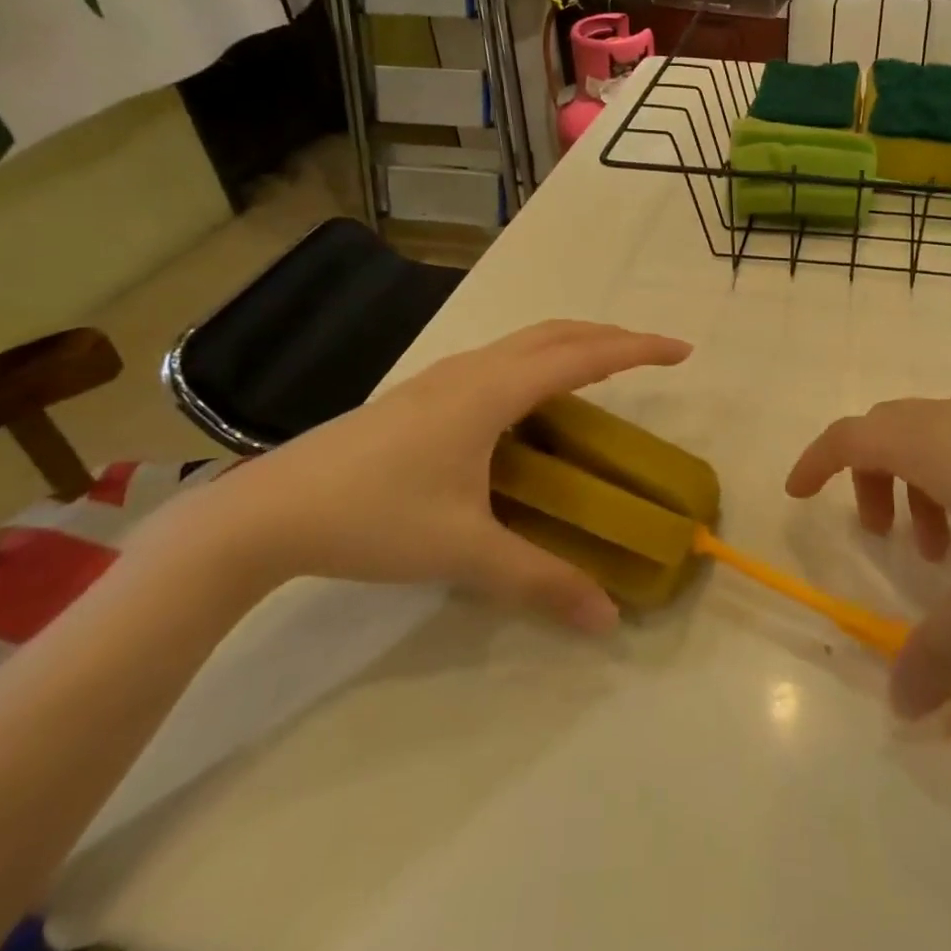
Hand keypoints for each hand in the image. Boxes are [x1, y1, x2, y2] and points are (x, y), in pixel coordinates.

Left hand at [177, 321, 691, 632]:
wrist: (268, 511)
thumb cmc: (373, 518)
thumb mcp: (464, 552)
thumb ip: (540, 582)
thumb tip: (608, 619)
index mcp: (492, 392)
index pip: (583, 355)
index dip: (637, 348)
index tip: (682, 350)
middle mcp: (473, 369)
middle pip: (557, 332)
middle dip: (611, 336)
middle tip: (651, 356)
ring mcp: (442, 377)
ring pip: (524, 341)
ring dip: (572, 344)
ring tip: (603, 372)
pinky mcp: (422, 393)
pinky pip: (501, 359)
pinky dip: (539, 362)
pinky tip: (532, 406)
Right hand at [787, 395, 950, 716]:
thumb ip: (946, 650)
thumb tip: (899, 705)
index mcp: (931, 442)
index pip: (848, 435)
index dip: (815, 460)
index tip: (798, 493)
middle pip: (886, 433)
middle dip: (869, 480)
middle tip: (884, 537)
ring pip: (933, 438)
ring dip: (919, 484)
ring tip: (949, 550)